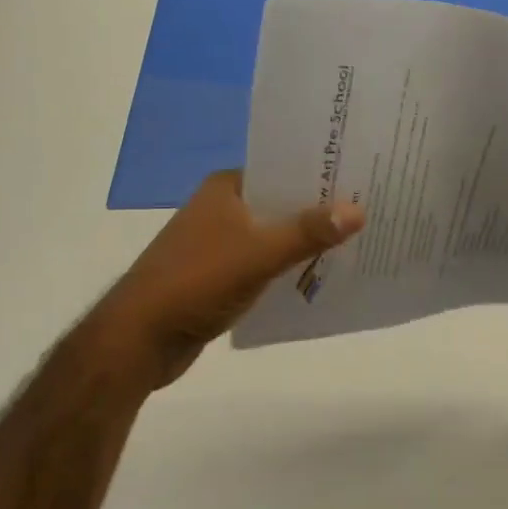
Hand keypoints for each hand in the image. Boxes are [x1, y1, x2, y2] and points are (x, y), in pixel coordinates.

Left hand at [85, 172, 364, 391]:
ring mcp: (218, 242)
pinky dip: (287, 266)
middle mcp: (222, 208)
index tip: (361, 177)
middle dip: (319, 210)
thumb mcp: (258, 254)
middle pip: (281, 202)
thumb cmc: (197, 282)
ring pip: (273, 234)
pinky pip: (264, 262)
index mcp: (226, 188)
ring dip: (305, 241)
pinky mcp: (219, 274)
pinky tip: (319, 275)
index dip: (320, 173)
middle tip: (368, 210)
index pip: (282, 168)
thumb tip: (358, 209)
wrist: (139, 339)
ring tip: (355, 241)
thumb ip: (308, 232)